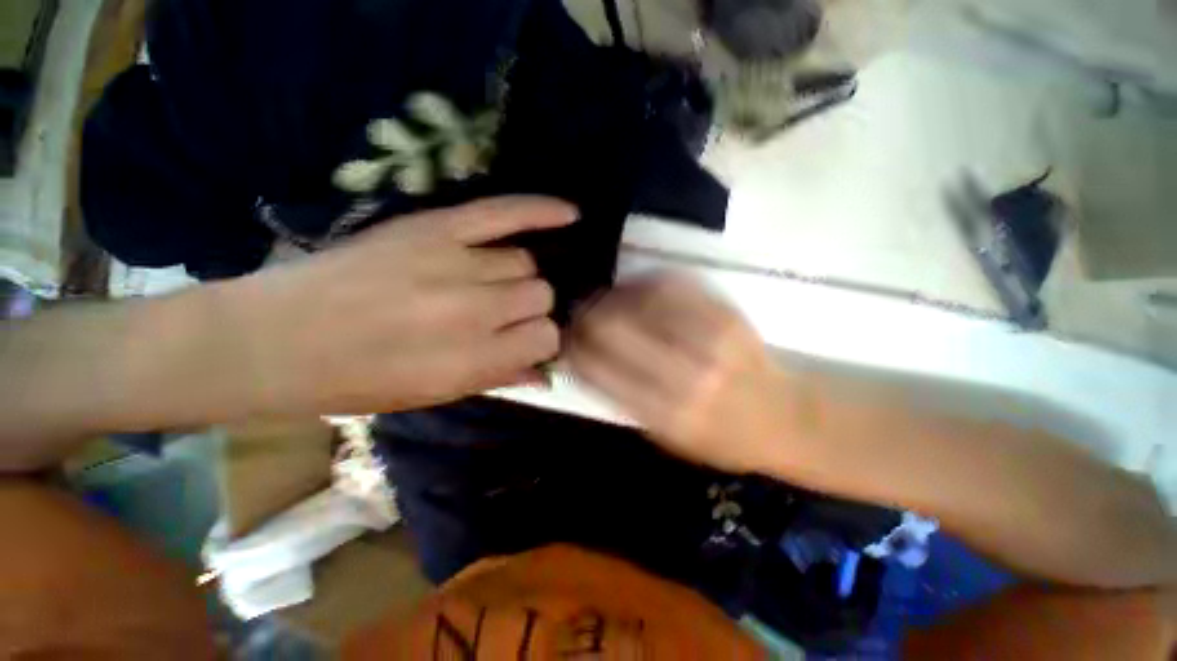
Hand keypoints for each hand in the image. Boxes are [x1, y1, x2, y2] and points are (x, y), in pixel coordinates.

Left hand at [229, 196, 575, 414]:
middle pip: (539, 295)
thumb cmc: (358, 381)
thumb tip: (545, 374)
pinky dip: (541, 210)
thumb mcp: (434, 395)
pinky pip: (504, 212)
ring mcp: (455, 264)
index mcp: (472, 360)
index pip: (544, 337)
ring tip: (491, 283)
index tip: (524, 341)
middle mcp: (473, 311)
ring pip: (525, 263)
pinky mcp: (435, 228)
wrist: (274, 339)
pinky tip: (571, 213)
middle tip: (501, 315)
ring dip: (517, 277)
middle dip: (528, 308)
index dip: (539, 339)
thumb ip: (497, 379)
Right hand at [567, 276, 803, 473]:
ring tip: (606, 300)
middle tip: (580, 314)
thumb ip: (624, 400)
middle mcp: (686, 372)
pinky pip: (673, 283)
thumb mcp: (667, 439)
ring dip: (613, 296)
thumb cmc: (722, 438)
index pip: (599, 369)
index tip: (567, 339)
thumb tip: (587, 360)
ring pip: (639, 297)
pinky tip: (635, 288)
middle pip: (614, 325)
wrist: (785, 418)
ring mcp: (710, 337)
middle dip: (586, 315)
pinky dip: (645, 281)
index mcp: (667, 414)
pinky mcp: (726, 313)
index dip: (574, 348)